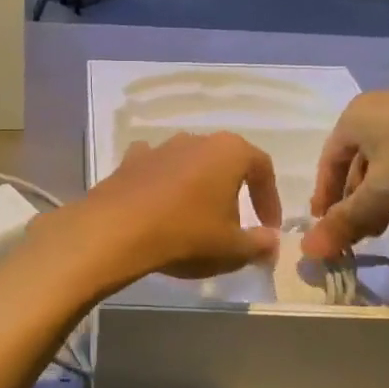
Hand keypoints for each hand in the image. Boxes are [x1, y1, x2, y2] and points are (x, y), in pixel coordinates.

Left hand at [41, 133, 281, 288]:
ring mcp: (159, 146)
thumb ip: (259, 244)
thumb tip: (271, 241)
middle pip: (224, 163)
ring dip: (197, 187)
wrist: (117, 230)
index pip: (262, 168)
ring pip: (189, 164)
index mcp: (228, 151)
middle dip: (233, 192)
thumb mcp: (233, 249)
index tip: (268, 227)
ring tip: (195, 219)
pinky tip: (159, 206)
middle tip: (233, 225)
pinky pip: (155, 169)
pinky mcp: (129, 160)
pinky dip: (162, 184)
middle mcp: (195, 139)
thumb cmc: (186, 234)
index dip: (269, 199)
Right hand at [302, 75, 388, 259]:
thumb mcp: (382, 189)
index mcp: (353, 120)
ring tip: (384, 231)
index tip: (325, 227)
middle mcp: (378, 116)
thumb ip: (347, 220)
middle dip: (357, 202)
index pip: (328, 163)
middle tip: (358, 235)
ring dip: (384, 201)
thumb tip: (309, 251)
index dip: (325, 196)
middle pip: (359, 166)